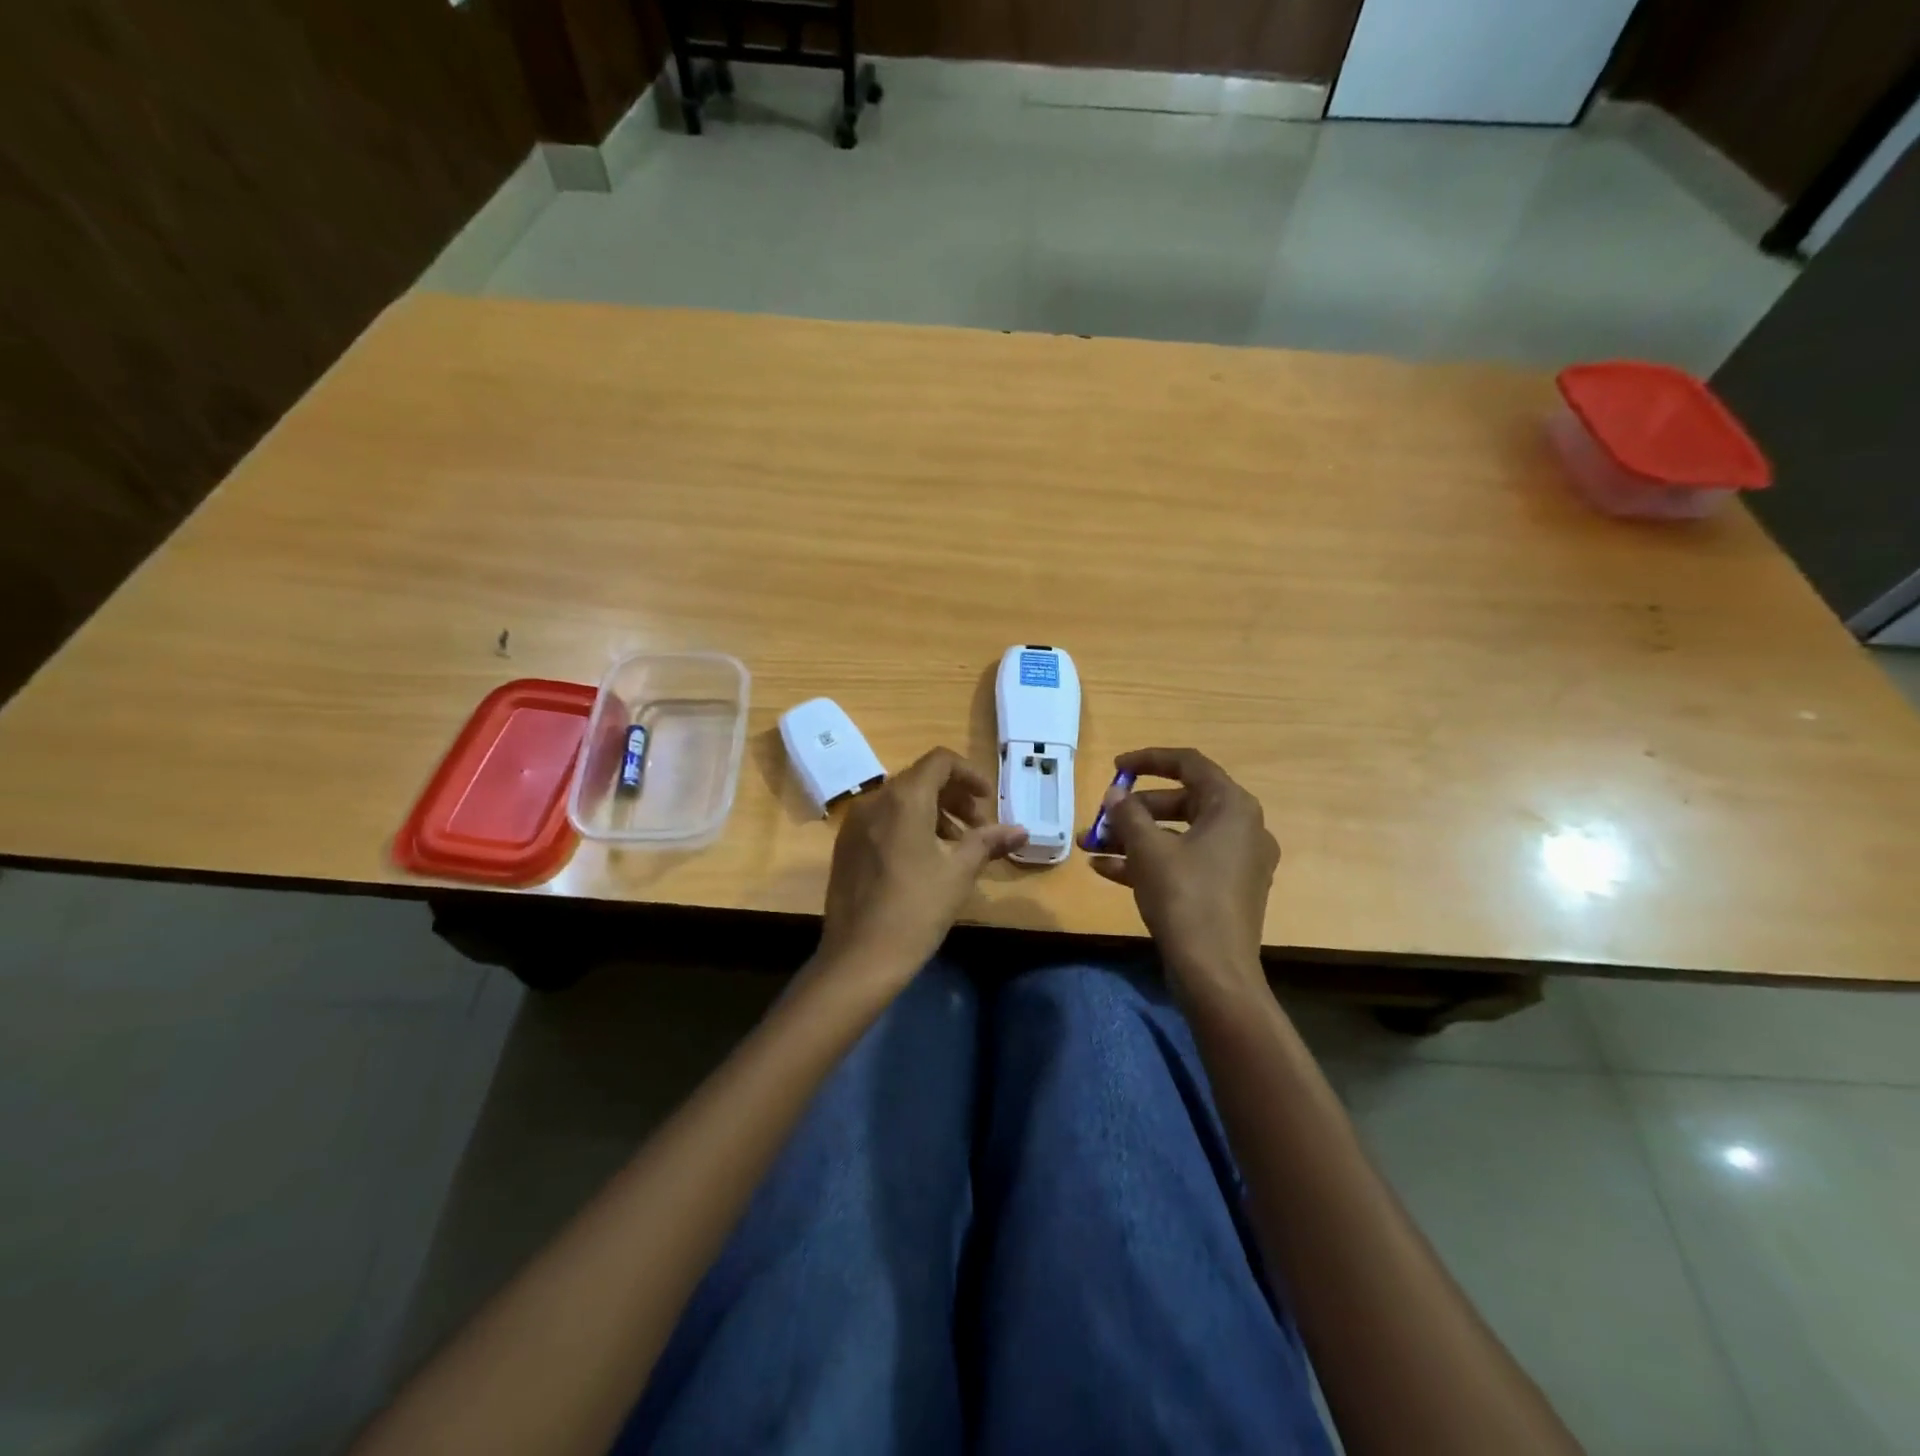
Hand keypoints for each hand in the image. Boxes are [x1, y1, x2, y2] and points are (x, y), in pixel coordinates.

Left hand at [815, 747, 1027, 988]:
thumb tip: (1020, 830)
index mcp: (904, 798)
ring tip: (955, 847)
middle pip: (920, 779)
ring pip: (900, 800)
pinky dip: (908, 826)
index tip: (988, 801)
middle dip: (954, 797)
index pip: (940, 761)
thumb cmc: (916, 909)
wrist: (859, 958)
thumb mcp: (959, 873)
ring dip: (933, 812)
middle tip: (978, 828)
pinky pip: (882, 820)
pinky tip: (923, 861)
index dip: (969, 774)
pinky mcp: (845, 847)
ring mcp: (855, 824)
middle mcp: (875, 800)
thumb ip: (988, 842)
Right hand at [1090, 748, 1278, 1000]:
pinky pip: (1183, 862)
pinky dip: (1149, 861)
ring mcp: (1235, 862)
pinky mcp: (1224, 890)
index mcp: (1232, 807)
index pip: (1190, 764)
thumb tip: (1115, 794)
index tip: (1116, 767)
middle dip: (1134, 810)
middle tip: (1101, 816)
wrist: (1214, 971)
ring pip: (1178, 836)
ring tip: (1090, 845)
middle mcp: (1241, 828)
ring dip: (1133, 838)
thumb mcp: (1148, 849)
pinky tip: (1105, 869)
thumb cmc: (1184, 896)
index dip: (1149, 760)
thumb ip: (1128, 814)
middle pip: (1181, 802)